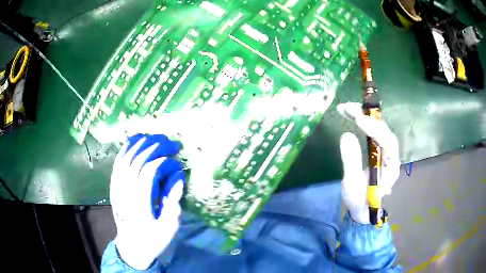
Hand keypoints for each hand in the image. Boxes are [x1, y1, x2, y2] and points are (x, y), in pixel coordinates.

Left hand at [110, 134, 184, 269]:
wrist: (131, 246)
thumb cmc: (152, 239)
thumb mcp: (169, 228)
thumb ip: (173, 201)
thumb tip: (178, 176)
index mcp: (140, 202)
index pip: (150, 171)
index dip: (166, 162)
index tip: (179, 163)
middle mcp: (126, 190)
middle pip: (138, 159)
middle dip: (157, 147)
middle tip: (173, 143)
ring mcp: (117, 186)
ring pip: (127, 157)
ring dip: (143, 143)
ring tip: (158, 137)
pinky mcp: (114, 185)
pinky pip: (119, 161)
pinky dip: (127, 147)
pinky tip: (137, 140)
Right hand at [337, 102, 399, 223]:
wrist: (362, 208)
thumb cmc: (359, 200)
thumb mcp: (352, 184)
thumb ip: (351, 161)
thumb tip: (346, 135)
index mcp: (391, 167)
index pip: (388, 143)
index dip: (375, 129)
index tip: (358, 120)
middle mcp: (391, 156)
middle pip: (384, 130)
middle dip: (367, 117)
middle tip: (348, 108)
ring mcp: (385, 151)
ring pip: (378, 128)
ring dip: (363, 116)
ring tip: (345, 108)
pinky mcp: (377, 149)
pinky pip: (372, 131)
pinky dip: (361, 121)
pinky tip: (350, 115)